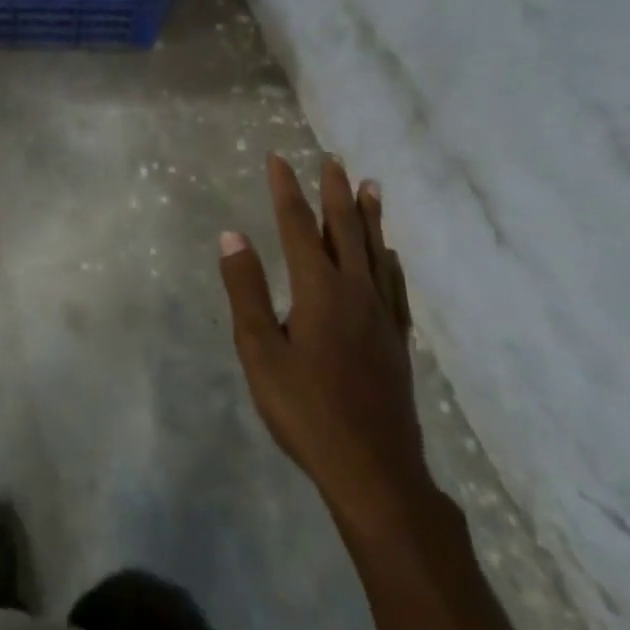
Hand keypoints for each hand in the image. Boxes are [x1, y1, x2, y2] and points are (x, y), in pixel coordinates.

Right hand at [219, 154, 431, 542]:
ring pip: (376, 252)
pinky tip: (391, 256)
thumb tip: (233, 236)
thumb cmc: (306, 411)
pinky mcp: (397, 341)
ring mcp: (381, 316)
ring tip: (370, 187)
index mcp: (319, 290)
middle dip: (335, 191)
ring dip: (370, 216)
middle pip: (345, 229)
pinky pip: (395, 286)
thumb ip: (246, 291)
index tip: (278, 158)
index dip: (287, 189)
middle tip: (333, 159)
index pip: (299, 226)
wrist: (374, 471)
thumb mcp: (260, 352)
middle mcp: (355, 291)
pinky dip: (390, 261)